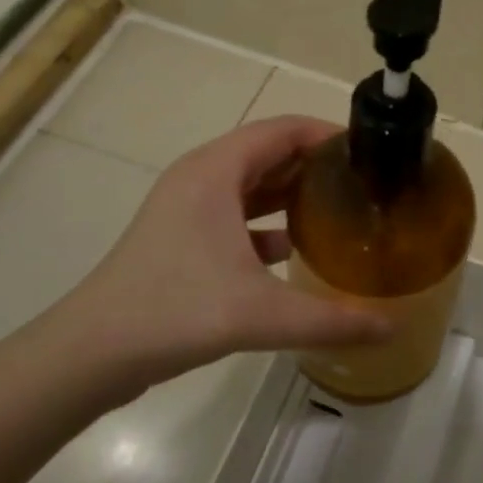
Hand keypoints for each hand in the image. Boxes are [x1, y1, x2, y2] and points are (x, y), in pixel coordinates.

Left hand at [41, 116, 388, 402]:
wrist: (89, 354)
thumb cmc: (174, 311)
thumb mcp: (260, 314)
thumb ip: (331, 320)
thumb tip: (393, 327)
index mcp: (217, 170)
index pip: (283, 128)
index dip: (327, 133)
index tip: (368, 153)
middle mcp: (202, 176)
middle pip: (269, 152)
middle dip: (315, 163)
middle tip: (362, 183)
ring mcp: (187, 206)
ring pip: (251, 183)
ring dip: (291, 191)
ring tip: (338, 209)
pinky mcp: (180, 235)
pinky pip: (235, 212)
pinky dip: (266, 221)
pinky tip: (293, 250)